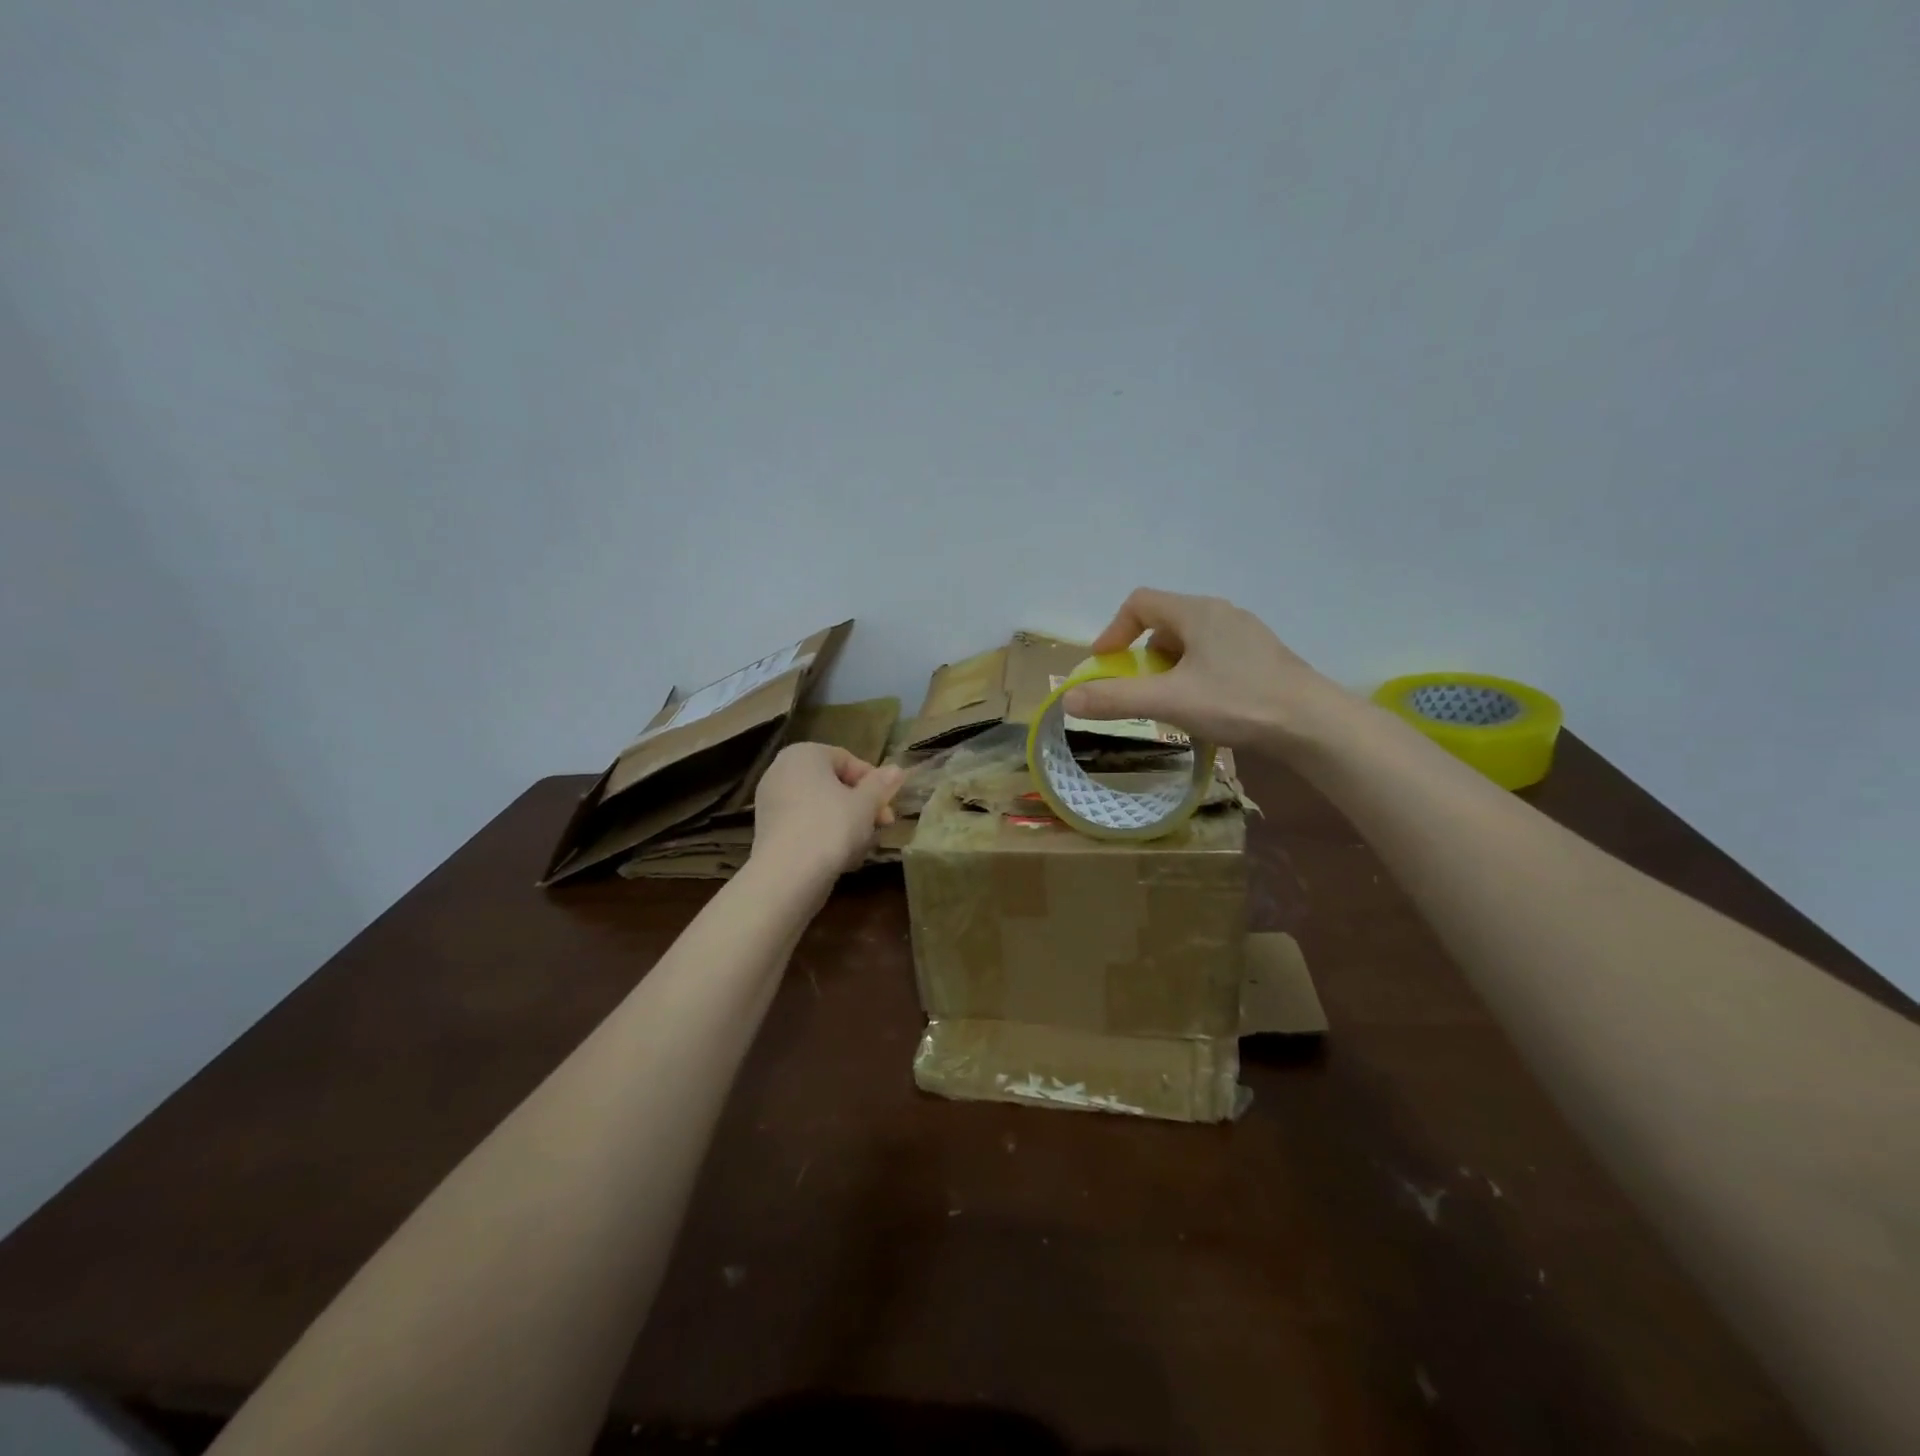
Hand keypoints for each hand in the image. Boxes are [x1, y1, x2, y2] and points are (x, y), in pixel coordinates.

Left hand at [753, 743, 904, 877]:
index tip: (889, 806)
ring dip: (846, 823)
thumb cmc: (831, 827)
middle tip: (882, 826)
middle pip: (832, 784)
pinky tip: (842, 858)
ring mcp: (770, 801)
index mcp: (804, 754)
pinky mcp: (767, 831)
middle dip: (861, 805)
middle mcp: (781, 771)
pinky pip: (804, 825)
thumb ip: (881, 784)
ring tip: (864, 847)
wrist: (787, 875)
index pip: (847, 760)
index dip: (874, 783)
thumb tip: (897, 769)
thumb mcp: (866, 804)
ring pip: (820, 807)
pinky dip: (824, 836)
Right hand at [1063, 588, 1347, 750]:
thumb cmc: (1237, 701)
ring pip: (1190, 641)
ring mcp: (1246, 634)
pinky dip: (1195, 674)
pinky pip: (1214, 655)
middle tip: (1139, 688)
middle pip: (1164, 622)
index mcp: (1197, 612)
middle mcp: (1221, 613)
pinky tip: (1206, 706)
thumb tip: (1069, 699)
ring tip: (1171, 701)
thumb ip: (1116, 699)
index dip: (1114, 630)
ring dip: (1169, 667)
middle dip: (1142, 654)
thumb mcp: (1169, 701)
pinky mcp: (1262, 656)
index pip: (1140, 602)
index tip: (1105, 663)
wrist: (1313, 723)